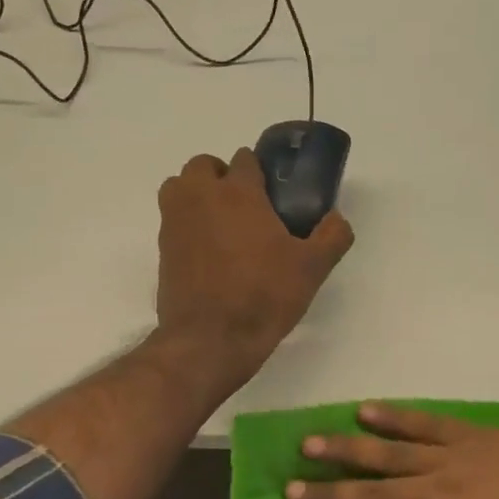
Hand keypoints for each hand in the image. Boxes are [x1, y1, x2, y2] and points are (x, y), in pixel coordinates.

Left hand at [156, 148, 353, 385]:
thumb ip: (332, 236)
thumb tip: (337, 219)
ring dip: (197, 194)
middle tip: (245, 205)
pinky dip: (187, 224)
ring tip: (222, 224)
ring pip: (180, 187)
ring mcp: (175, 222)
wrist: (210, 339)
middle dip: (222, 176)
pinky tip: (209, 253)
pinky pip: (173, 220)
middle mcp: (200, 197)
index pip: (245, 159)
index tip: (273, 193)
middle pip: (204, 166)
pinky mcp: (161, 248)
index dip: (260, 172)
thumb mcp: (312, 268)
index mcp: (238, 192)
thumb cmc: (263, 296)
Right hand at [288, 404, 498, 498]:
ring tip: (311, 443)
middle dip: (326, 491)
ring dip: (348, 448)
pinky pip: (429, 423)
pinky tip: (368, 410)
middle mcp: (436, 489)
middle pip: (370, 489)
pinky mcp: (478, 436)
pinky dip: (397, 416)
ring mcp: (456, 457)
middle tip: (288, 487)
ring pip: (390, 451)